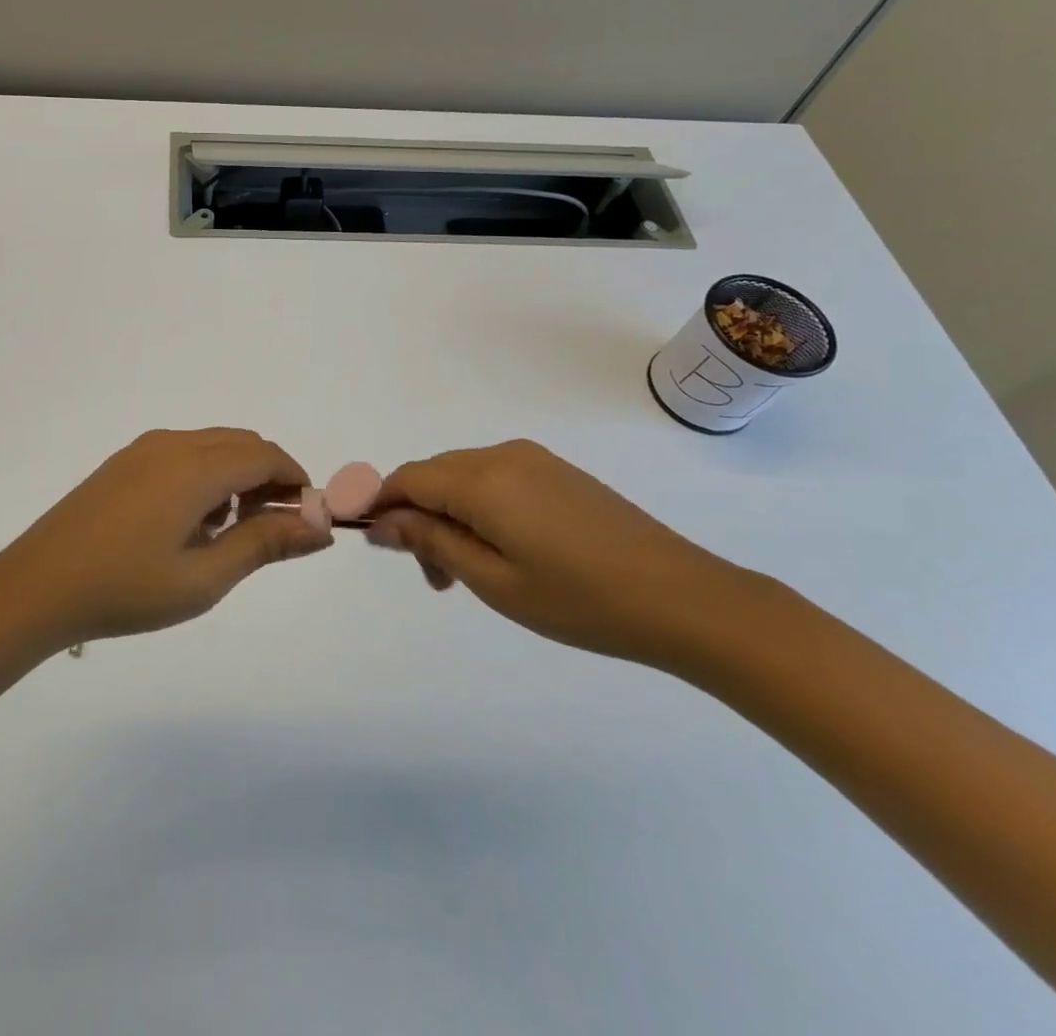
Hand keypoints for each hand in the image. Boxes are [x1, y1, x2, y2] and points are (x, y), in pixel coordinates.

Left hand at [0, 429, 331, 651]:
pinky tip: (189, 524)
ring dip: (237, 476)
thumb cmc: (125, 590)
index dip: (296, 481)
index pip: (266, 455)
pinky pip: (183, 453)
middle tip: (271, 530)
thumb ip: (265, 544)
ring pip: (212, 446)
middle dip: (270, 478)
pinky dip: (206, 475)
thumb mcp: (204, 578)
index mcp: (194, 467)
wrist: (36, 587)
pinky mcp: (123, 462)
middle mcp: (171, 444)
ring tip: (227, 533)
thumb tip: (320, 527)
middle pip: (242, 443)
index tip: (307, 521)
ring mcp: (143, 449)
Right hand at [366, 439, 749, 666]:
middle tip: (433, 576)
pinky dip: (479, 509)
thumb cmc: (581, 600)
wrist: (685, 598)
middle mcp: (503, 455)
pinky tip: (500, 551)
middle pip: (434, 475)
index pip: (408, 478)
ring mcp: (534, 460)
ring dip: (448, 516)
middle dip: (417, 517)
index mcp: (482, 480)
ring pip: (464, 478)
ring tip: (465, 573)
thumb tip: (381, 521)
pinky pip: (496, 480)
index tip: (371, 542)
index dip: (379, 503)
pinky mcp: (558, 472)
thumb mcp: (494, 581)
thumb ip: (432, 541)